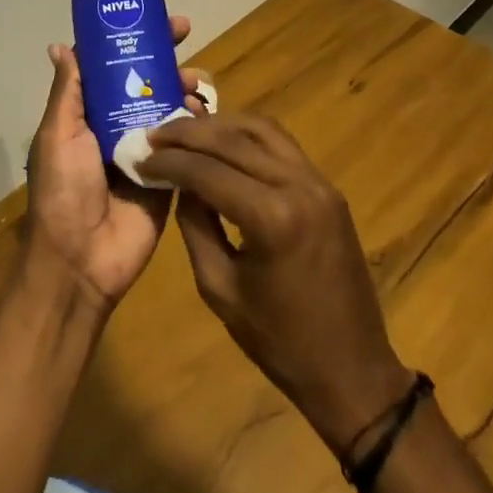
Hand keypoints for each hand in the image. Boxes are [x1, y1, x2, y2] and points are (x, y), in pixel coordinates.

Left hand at [25, 17, 209, 311]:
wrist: (82, 260)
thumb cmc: (64, 191)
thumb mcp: (58, 136)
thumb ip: (68, 93)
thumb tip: (60, 45)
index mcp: (88, 113)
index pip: (113, 67)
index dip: (133, 41)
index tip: (153, 20)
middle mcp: (117, 125)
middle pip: (147, 82)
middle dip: (166, 58)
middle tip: (187, 41)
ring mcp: (146, 149)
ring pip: (170, 107)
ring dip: (185, 88)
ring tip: (197, 84)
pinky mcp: (169, 175)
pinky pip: (187, 144)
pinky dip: (198, 125)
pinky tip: (208, 115)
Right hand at [141, 113, 412, 454]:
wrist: (352, 368)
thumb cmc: (279, 341)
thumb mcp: (219, 288)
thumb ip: (195, 226)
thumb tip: (180, 183)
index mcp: (272, 218)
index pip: (207, 171)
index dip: (169, 161)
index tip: (140, 156)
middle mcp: (299, 186)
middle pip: (233, 139)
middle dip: (188, 133)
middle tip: (155, 134)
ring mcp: (319, 182)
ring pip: (261, 129)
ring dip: (220, 124)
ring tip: (185, 130)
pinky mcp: (328, 187)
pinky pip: (282, 144)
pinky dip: (248, 135)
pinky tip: (223, 141)